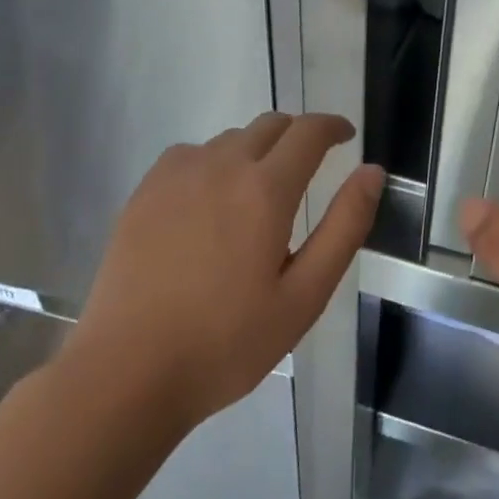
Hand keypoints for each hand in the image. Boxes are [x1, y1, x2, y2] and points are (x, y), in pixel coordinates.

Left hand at [63, 112, 383, 430]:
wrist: (127, 373)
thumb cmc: (227, 342)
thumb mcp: (304, 296)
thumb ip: (344, 226)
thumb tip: (372, 172)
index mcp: (265, 190)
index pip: (308, 132)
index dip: (333, 126)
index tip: (346, 136)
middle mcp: (221, 166)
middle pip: (270, 125)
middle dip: (298, 135)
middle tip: (310, 166)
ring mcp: (177, 175)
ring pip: (230, 139)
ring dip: (256, 150)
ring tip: (259, 192)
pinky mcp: (145, 192)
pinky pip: (191, 154)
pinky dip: (214, 161)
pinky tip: (210, 200)